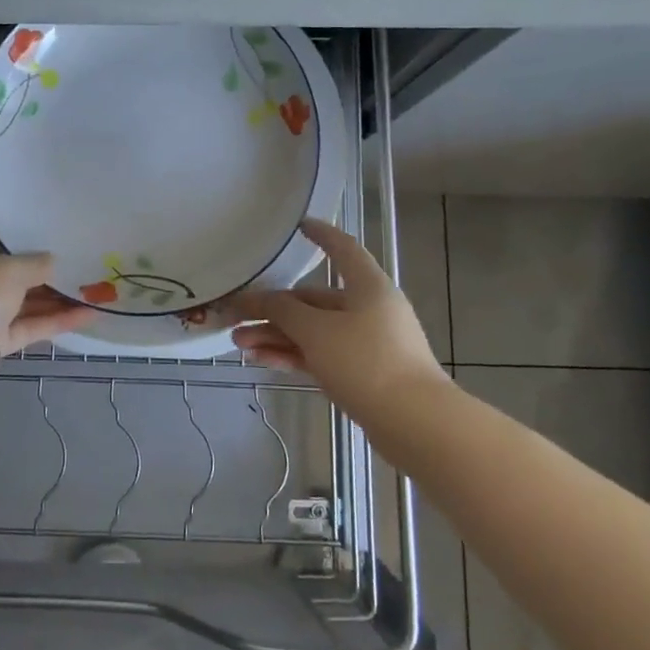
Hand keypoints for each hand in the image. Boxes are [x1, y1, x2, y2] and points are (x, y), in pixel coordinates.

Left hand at [0, 188, 93, 350]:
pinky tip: (90, 314)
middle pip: (1, 260)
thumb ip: (35, 264)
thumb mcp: (10, 270)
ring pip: (20, 297)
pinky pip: (28, 326)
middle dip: (32, 253)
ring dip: (52, 293)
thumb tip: (51, 262)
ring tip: (90, 280)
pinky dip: (55, 321)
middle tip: (66, 238)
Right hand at [229, 218, 447, 414]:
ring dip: (276, 334)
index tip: (298, 226)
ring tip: (239, 344)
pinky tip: (261, 360)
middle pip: (314, 299)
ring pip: (313, 331)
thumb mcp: (316, 331)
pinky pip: (320, 355)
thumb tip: (258, 299)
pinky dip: (293, 355)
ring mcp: (366, 343)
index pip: (342, 249)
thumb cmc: (367, 362)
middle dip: (273, 308)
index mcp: (367, 286)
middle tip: (235, 317)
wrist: (414, 423)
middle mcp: (368, 309)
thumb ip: (282, 310)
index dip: (320, 235)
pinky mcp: (362, 373)